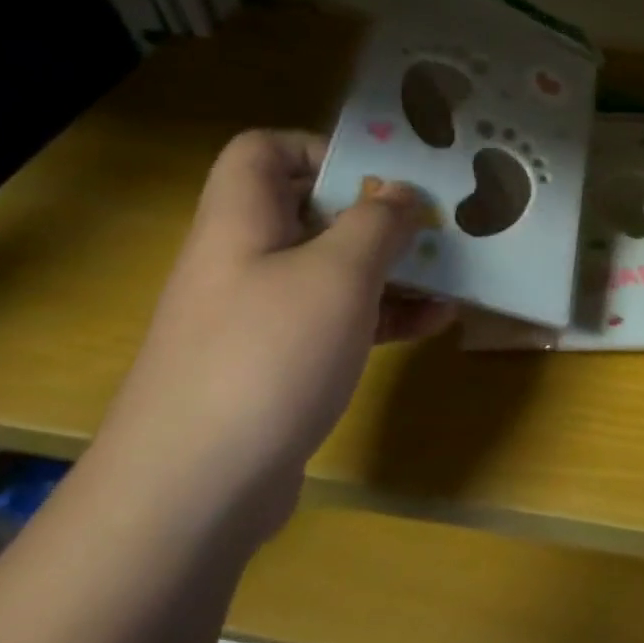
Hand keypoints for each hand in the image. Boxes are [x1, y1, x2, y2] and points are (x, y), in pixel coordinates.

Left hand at [95, 130, 454, 536]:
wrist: (192, 495)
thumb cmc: (267, 357)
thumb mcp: (338, 275)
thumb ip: (377, 222)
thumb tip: (402, 192)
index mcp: (242, 223)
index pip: (263, 151)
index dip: (320, 147)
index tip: (381, 172)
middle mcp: (246, 261)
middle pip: (309, 210)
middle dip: (377, 212)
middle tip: (435, 220)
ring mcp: (260, 317)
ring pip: (332, 268)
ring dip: (392, 266)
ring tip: (451, 271)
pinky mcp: (279, 365)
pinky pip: (338, 320)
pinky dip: (385, 315)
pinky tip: (436, 322)